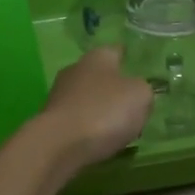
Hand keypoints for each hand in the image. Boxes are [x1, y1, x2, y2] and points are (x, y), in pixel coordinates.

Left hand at [30, 46, 153, 169]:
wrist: (60, 144)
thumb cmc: (105, 111)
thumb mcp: (140, 96)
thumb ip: (143, 90)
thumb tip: (136, 92)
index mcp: (98, 57)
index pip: (116, 50)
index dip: (129, 59)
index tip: (138, 68)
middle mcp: (75, 69)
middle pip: (100, 75)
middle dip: (114, 87)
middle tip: (132, 103)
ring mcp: (59, 95)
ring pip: (87, 97)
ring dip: (100, 108)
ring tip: (118, 126)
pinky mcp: (51, 120)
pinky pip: (78, 119)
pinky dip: (88, 126)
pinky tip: (98, 139)